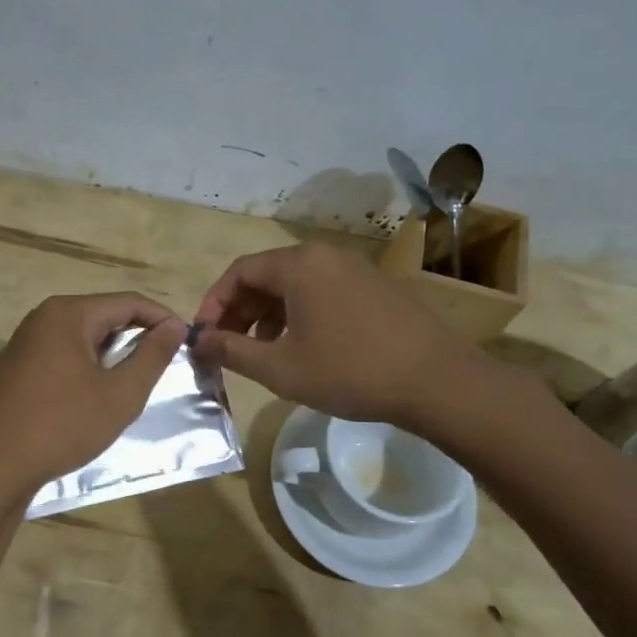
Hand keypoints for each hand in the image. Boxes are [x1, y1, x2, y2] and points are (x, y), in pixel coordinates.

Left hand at [0, 293, 186, 502]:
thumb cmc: (62, 425)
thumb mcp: (119, 394)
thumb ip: (151, 356)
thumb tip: (174, 327)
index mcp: (68, 314)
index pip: (128, 302)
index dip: (162, 319)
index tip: (187, 342)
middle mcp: (43, 318)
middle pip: (104, 315)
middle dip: (137, 336)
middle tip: (165, 365)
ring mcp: (25, 343)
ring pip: (83, 337)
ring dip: (113, 354)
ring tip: (135, 382)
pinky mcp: (16, 368)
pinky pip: (63, 355)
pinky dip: (88, 367)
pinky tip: (97, 395)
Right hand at [192, 242, 501, 429]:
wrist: (438, 381)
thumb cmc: (350, 372)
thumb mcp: (280, 368)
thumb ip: (232, 351)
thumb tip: (198, 341)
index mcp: (299, 265)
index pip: (239, 272)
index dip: (215, 304)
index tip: (204, 336)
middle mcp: (326, 255)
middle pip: (267, 275)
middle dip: (241, 311)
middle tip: (229, 347)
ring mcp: (356, 268)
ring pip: (296, 284)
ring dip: (270, 314)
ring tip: (264, 351)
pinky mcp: (377, 286)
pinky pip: (324, 291)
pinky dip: (301, 313)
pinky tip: (304, 347)